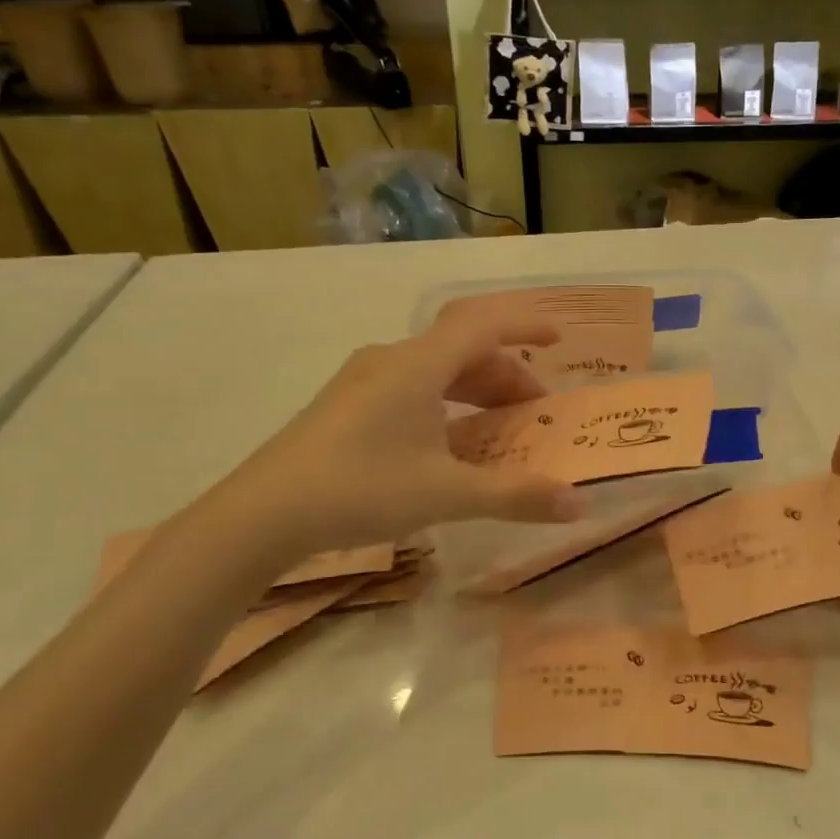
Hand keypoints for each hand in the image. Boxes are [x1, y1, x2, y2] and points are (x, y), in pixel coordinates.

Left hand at [215, 312, 584, 559]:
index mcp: (417, 366)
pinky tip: (450, 441)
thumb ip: (515, 496)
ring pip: (435, 368)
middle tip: (535, 408)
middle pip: (462, 347)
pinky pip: (412, 386)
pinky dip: (446, 401)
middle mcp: (391, 360)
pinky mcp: (347, 404)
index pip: (482, 324)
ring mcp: (363, 380)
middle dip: (506, 372)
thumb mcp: (446, 494)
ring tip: (500, 425)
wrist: (261, 514)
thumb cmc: (360, 489)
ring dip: (476, 388)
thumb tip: (578, 504)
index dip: (525, 324)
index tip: (560, 340)